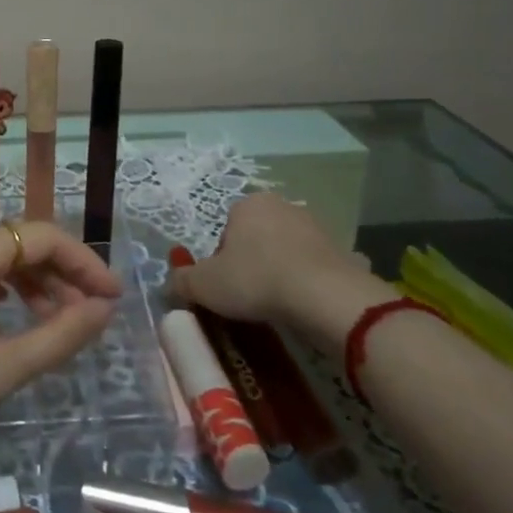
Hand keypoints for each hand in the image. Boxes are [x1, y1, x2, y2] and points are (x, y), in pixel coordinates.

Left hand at [0, 222, 121, 448]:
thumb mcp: (2, 366)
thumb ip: (60, 334)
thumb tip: (102, 309)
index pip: (45, 238)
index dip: (86, 264)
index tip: (112, 299)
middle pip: (20, 243)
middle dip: (60, 276)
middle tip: (87, 317)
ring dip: (31, 283)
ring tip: (53, 323)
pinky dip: (0, 287)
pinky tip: (9, 315)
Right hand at [169, 192, 384, 353]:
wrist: (325, 296)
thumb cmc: (256, 280)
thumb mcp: (204, 285)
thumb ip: (181, 281)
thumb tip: (169, 285)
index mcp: (247, 205)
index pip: (225, 231)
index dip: (221, 261)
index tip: (226, 286)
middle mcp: (282, 206)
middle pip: (256, 239)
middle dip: (252, 264)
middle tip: (248, 296)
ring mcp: (316, 227)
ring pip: (287, 252)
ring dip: (281, 273)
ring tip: (277, 306)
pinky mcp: (342, 251)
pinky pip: (316, 269)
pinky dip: (310, 284)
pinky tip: (307, 307)